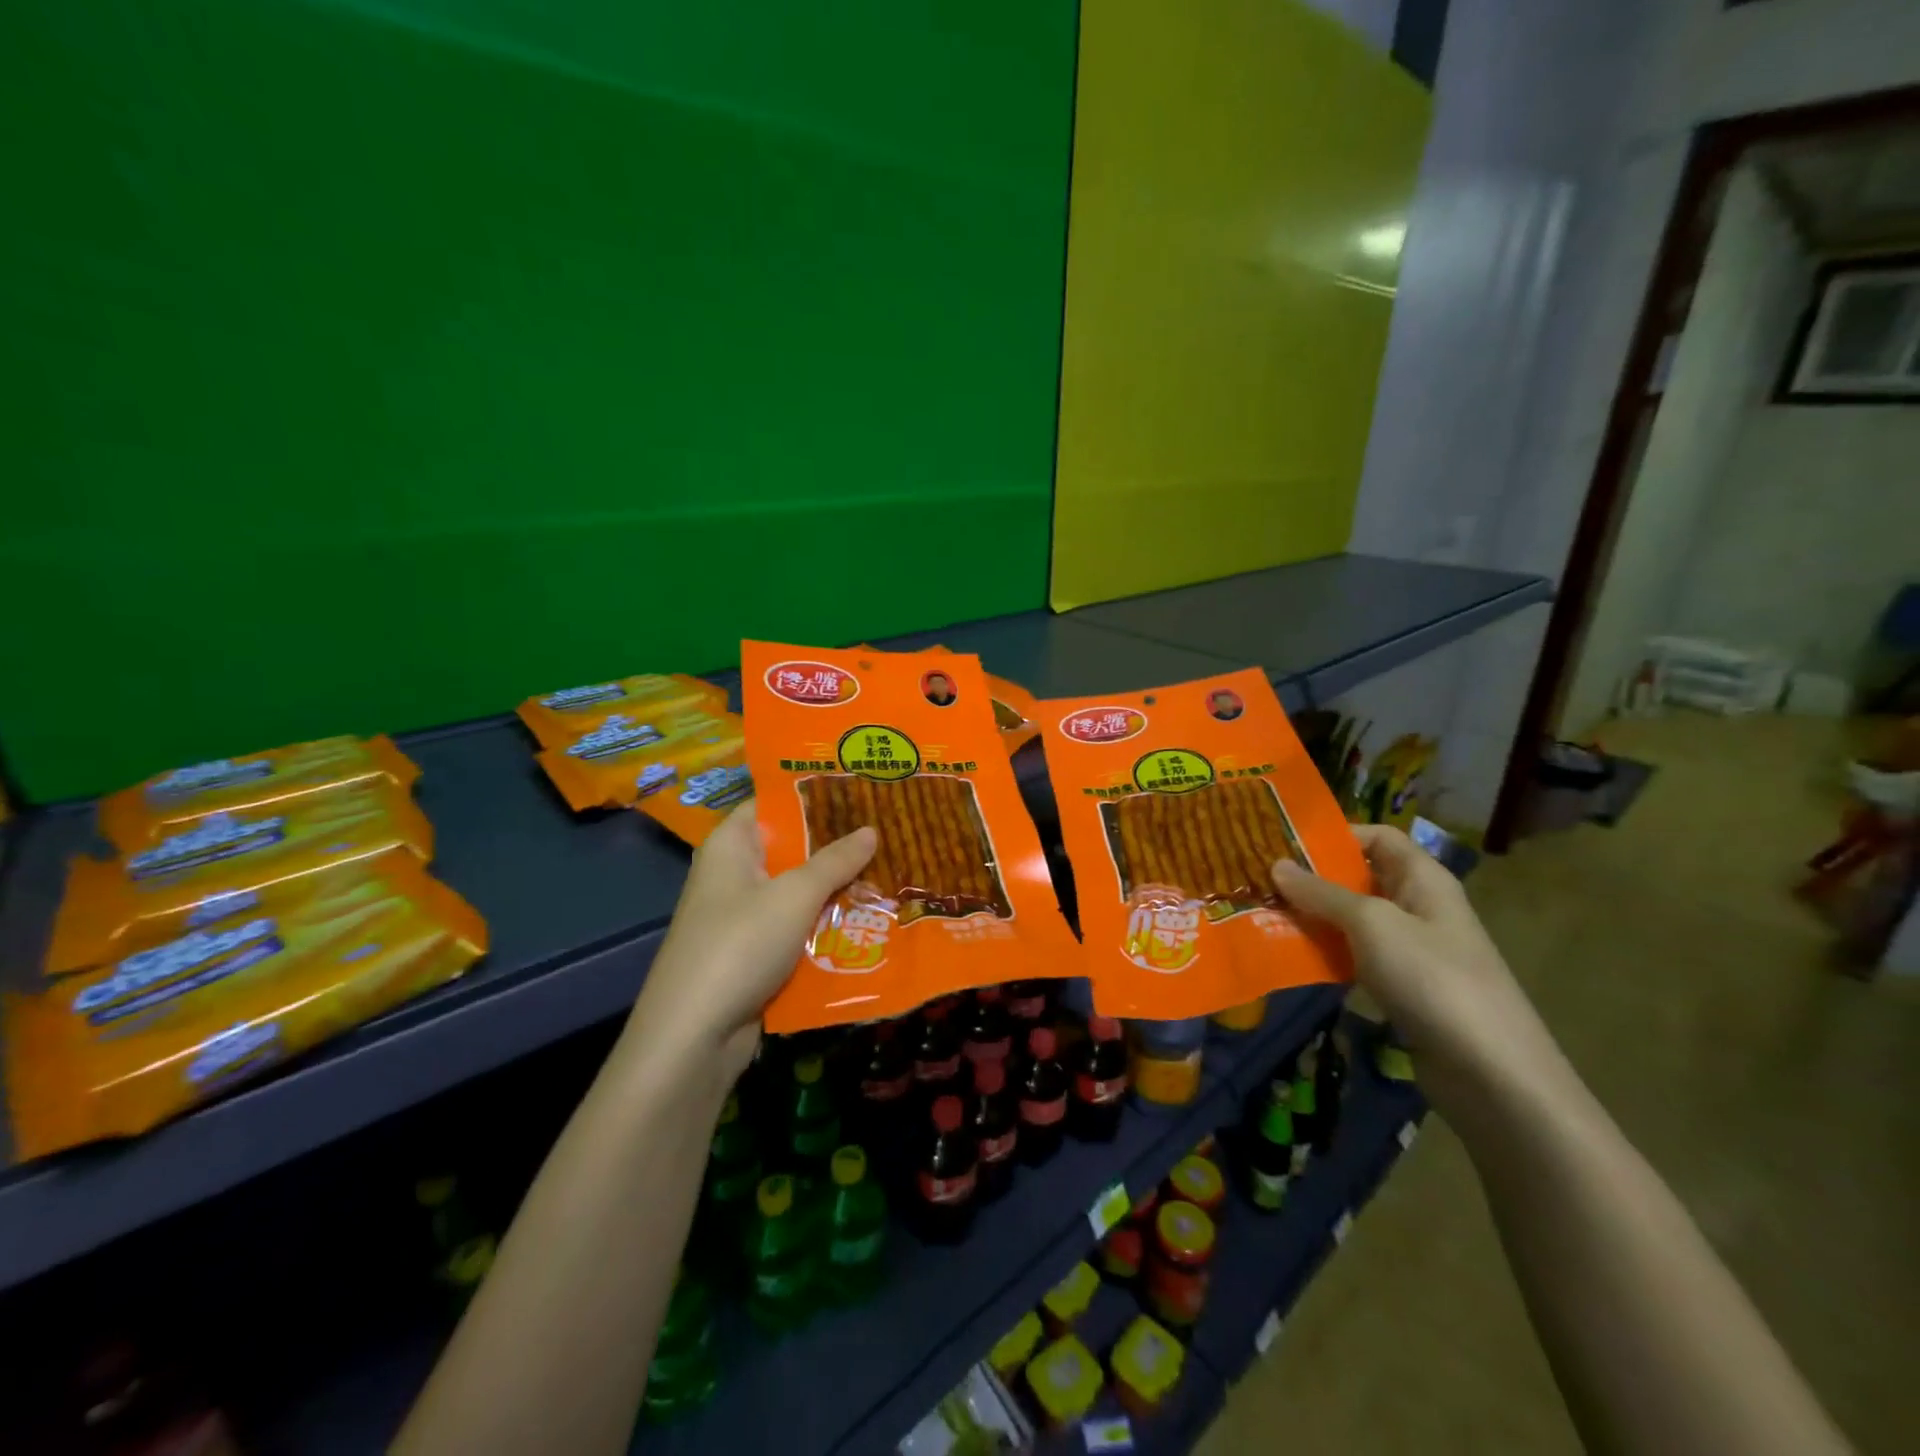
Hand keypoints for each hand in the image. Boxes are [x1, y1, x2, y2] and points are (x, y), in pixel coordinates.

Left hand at [627, 802, 875, 1082]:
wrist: (694, 1036)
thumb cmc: (740, 945)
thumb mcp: (795, 895)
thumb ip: (835, 860)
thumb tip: (871, 829)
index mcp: (731, 845)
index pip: (774, 803)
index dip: (815, 794)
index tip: (861, 789)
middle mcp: (734, 873)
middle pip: (791, 847)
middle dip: (837, 844)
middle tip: (889, 831)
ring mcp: (743, 915)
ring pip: (798, 890)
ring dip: (837, 887)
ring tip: (891, 871)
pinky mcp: (754, 952)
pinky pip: (796, 926)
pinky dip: (825, 923)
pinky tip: (868, 919)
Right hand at [1271, 825, 1560, 1099]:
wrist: (1492, 1073)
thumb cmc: (1432, 977)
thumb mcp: (1371, 923)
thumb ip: (1321, 893)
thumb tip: (1276, 865)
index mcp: (1423, 878)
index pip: (1377, 836)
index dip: (1334, 835)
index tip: (1283, 844)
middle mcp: (1418, 906)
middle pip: (1360, 878)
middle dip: (1312, 879)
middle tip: (1259, 881)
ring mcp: (1412, 950)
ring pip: (1353, 921)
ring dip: (1313, 919)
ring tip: (1263, 917)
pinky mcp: (1403, 988)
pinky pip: (1357, 958)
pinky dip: (1327, 955)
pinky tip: (1292, 959)